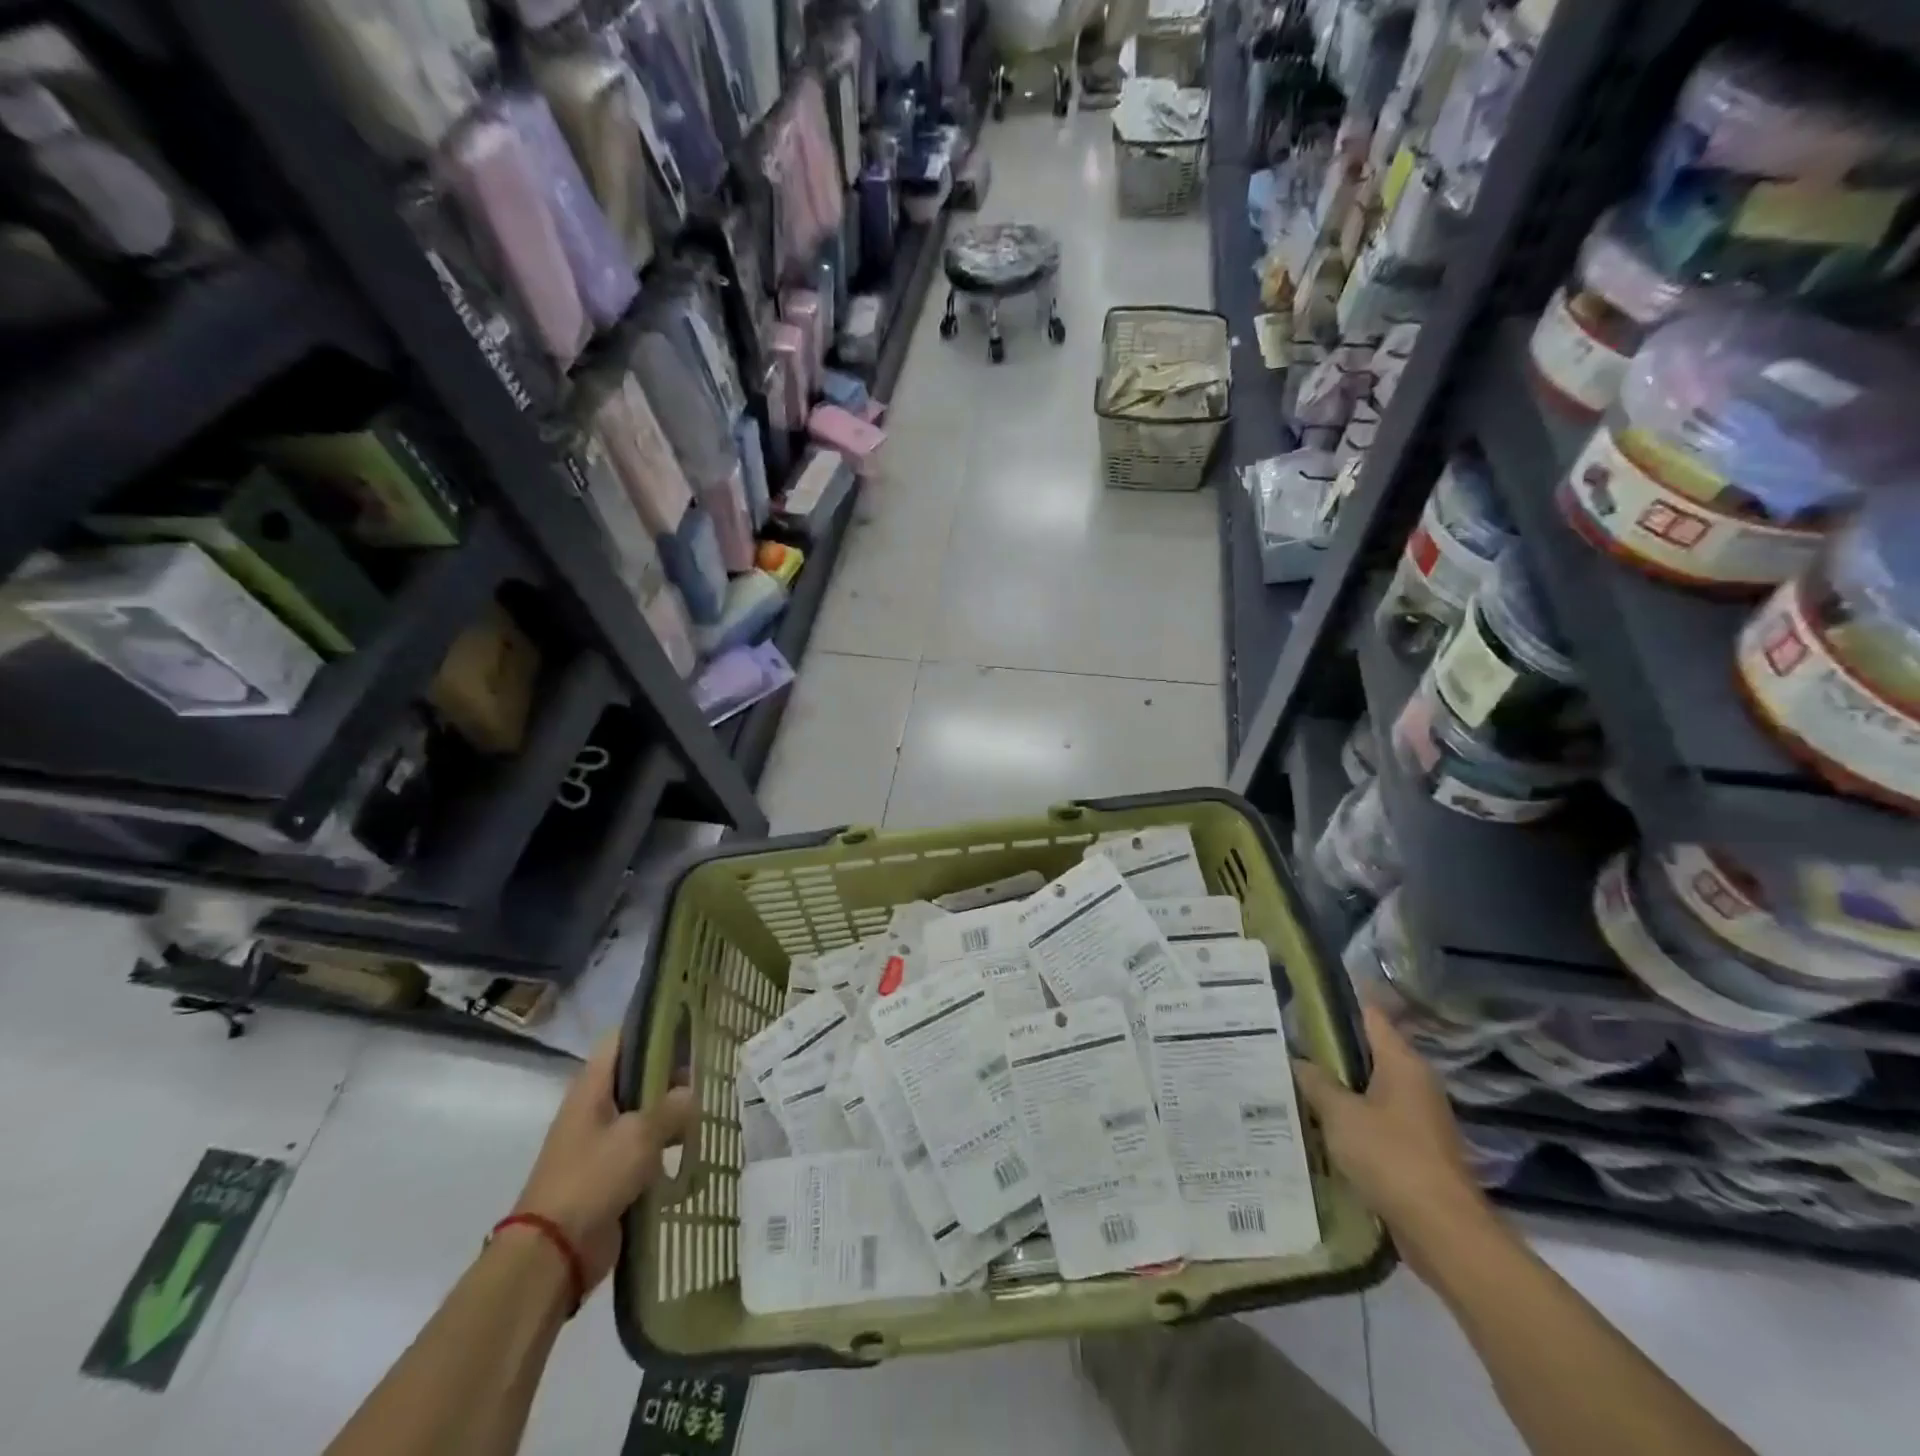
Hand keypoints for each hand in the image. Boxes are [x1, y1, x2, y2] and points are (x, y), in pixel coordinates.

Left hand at [511, 1033, 697, 1293]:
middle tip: (705, 1071)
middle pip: (635, 1076)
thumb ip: (671, 1107)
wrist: (553, 1253)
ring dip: (669, 1113)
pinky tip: (690, 1148)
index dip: (651, 1028)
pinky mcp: (609, 1175)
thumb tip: (690, 1093)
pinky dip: (663, 1146)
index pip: (621, 1040)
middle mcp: (593, 1109)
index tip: (686, 1025)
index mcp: (591, 1088)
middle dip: (669, 1073)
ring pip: (642, 1113)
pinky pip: (642, 1149)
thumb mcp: (639, 1135)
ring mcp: (599, 1144)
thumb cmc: (593, 1178)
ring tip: (704, 1109)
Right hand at [1293, 1004, 1490, 1272]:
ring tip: (1292, 1079)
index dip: (1336, 1003)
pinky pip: (1374, 1119)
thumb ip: (1316, 1082)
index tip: (1299, 998)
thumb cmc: (1391, 1157)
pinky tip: (1317, 1122)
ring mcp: (1417, 1117)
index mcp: (1402, 1062)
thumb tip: (1297, 1060)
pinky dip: (1349, 1117)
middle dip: (1328, 1048)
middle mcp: (1414, 1082)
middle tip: (1284, 1041)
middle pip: (1366, 1051)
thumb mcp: (1340, 1114)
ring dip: (1337, 1086)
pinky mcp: (1414, 1148)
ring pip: (1368, 1087)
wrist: (1443, 1231)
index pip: (1368, 1014)